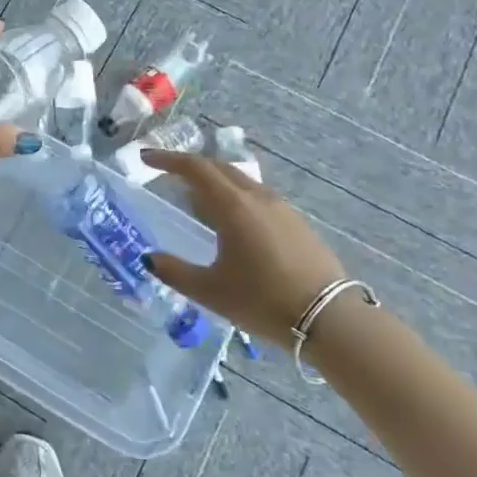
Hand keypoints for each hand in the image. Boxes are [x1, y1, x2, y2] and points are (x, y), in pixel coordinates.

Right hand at [141, 151, 348, 342]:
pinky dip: (235, 197)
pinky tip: (232, 223)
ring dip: (214, 182)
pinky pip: (257, 196)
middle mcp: (257, 197)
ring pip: (241, 181)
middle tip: (167, 174)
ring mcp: (281, 208)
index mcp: (233, 206)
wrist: (329, 319)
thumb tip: (149, 258)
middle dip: (190, 166)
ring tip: (197, 201)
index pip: (195, 168)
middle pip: (219, 168)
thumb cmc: (262, 301)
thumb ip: (174, 271)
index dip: (168, 159)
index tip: (146, 158)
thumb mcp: (210, 291)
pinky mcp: (296, 223)